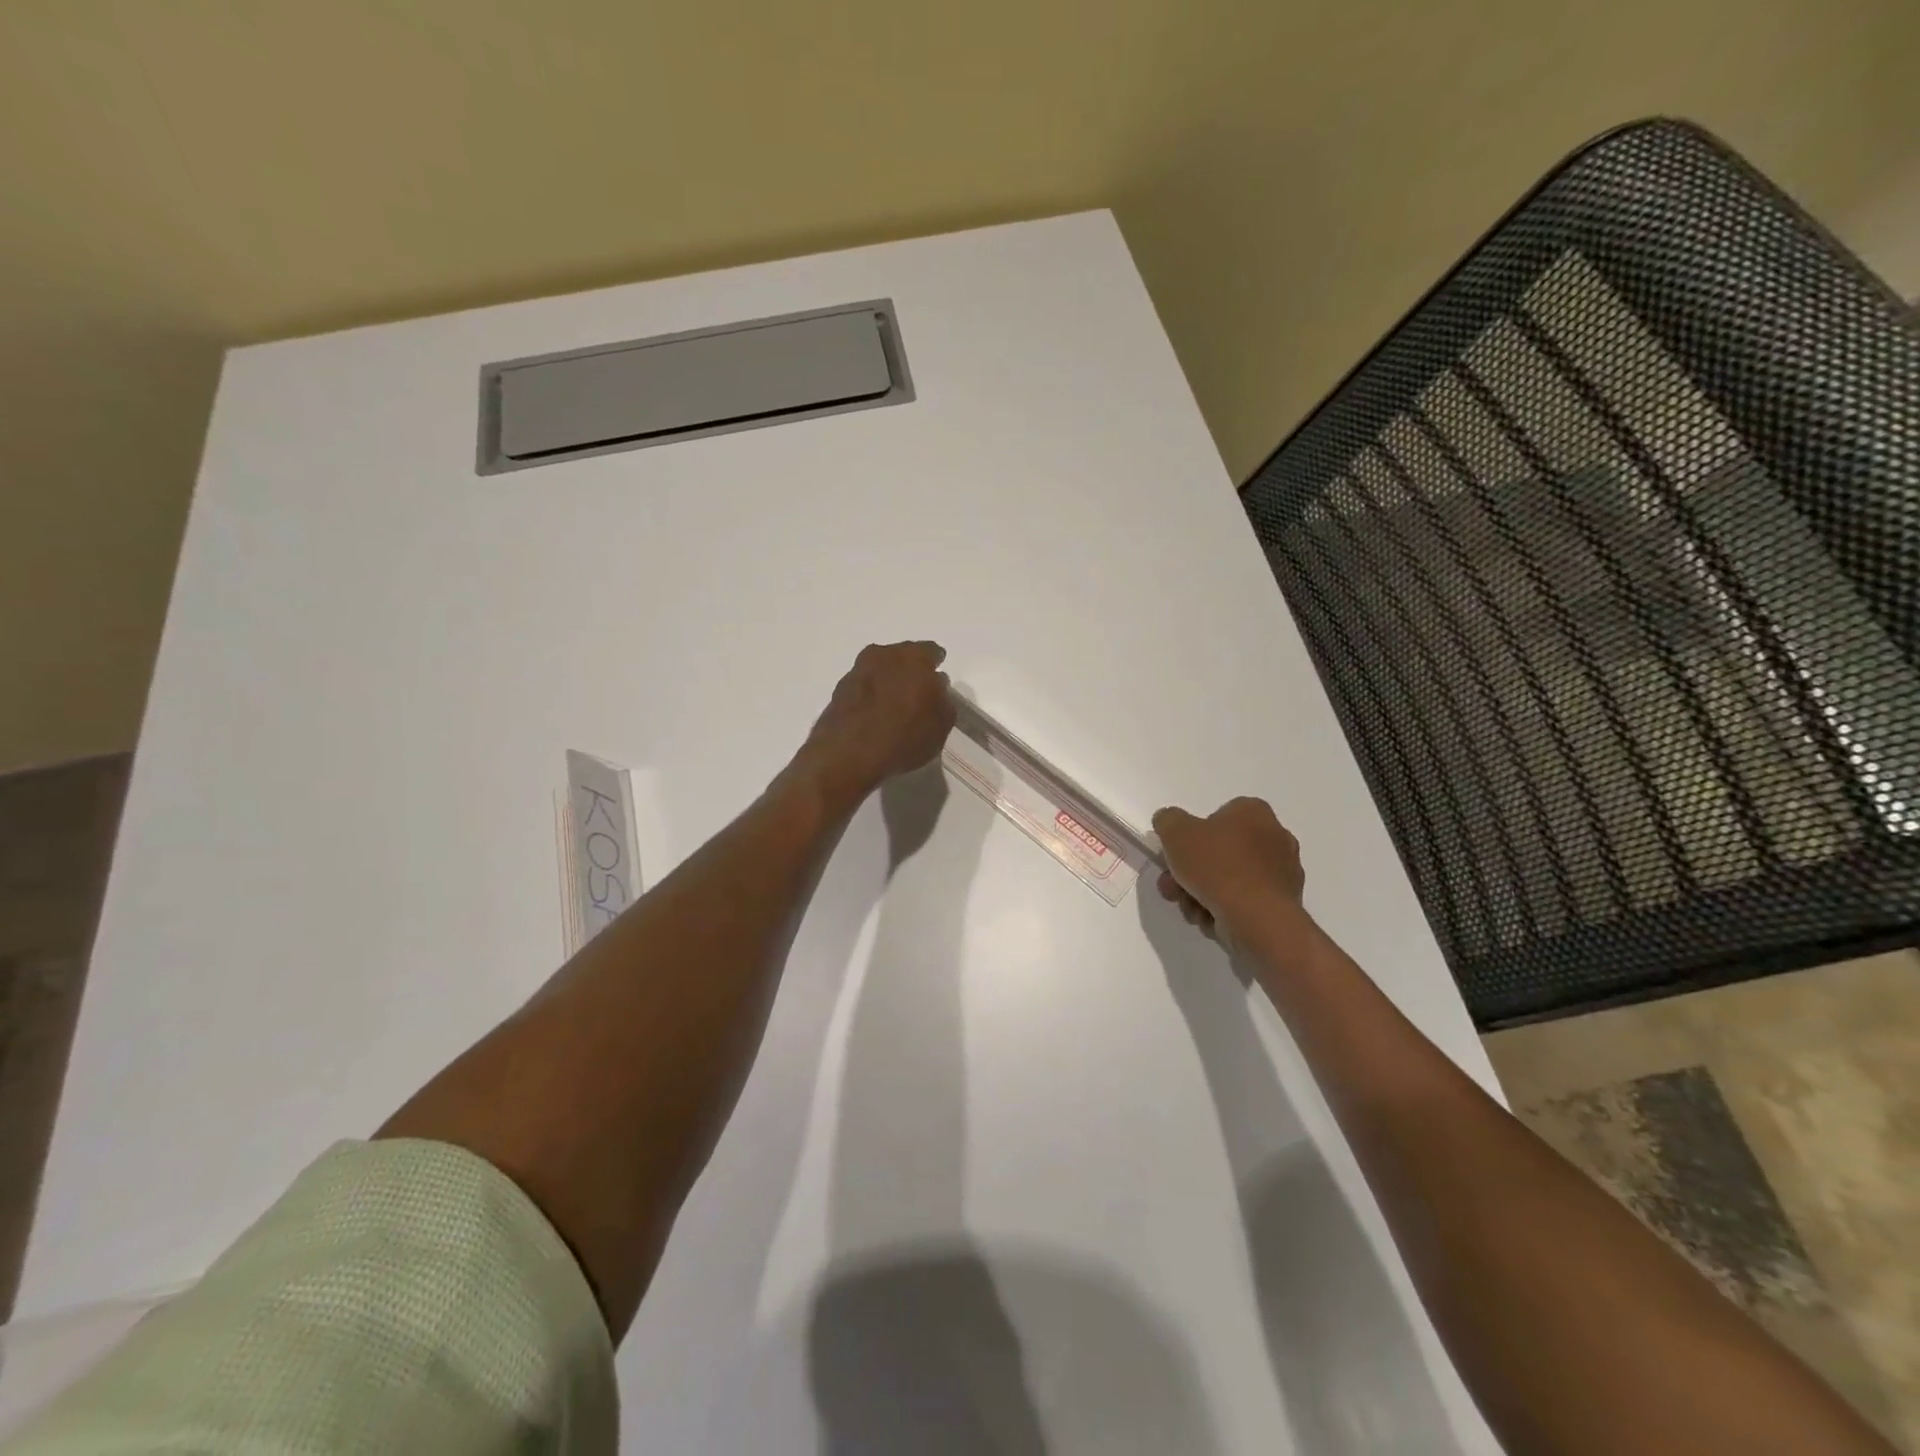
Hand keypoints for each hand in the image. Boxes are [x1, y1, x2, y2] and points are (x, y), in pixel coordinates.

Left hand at [796, 641, 956, 804]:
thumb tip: (937, 691)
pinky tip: (875, 713)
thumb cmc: (903, 737)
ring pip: (881, 669)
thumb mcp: (940, 727)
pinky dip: (871, 694)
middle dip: (911, 671)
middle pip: (904, 657)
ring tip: (895, 704)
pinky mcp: (839, 688)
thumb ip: (943, 703)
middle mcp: (885, 654)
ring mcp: (858, 669)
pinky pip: (864, 686)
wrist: (847, 754)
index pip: (932, 652)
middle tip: (917, 691)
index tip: (938, 681)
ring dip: (889, 681)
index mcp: (915, 658)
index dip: (936, 666)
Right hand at [1152, 797, 1304, 940]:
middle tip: (1172, 888)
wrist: (1256, 918)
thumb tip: (1169, 822)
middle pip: (1220, 852)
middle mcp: (1275, 837)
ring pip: (1229, 880)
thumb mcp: (1175, 832)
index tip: (1175, 857)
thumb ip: (1168, 820)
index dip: (1191, 837)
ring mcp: (1283, 872)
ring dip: (1202, 895)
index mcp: (1253, 812)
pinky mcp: (1284, 904)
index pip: (1217, 817)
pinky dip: (1225, 910)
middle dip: (1190, 873)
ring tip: (1190, 910)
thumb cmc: (1216, 866)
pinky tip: (1211, 921)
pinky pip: (1245, 902)